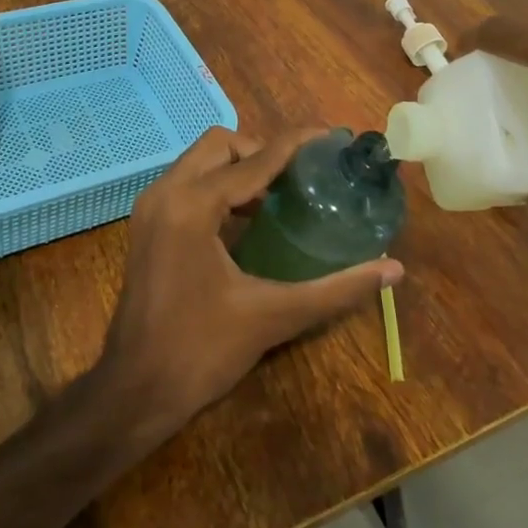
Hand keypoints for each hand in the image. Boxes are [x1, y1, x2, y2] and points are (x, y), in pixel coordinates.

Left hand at [99, 127, 402, 440]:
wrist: (134, 391)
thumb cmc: (201, 351)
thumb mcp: (273, 316)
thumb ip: (336, 289)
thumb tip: (393, 269)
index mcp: (192, 205)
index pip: (254, 160)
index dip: (295, 144)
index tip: (330, 136)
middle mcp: (166, 193)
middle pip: (220, 145)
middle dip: (262, 151)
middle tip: (301, 177)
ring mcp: (150, 208)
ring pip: (200, 161)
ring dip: (239, 168)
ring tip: (281, 194)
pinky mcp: (147, 225)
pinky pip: (188, 184)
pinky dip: (219, 186)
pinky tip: (249, 219)